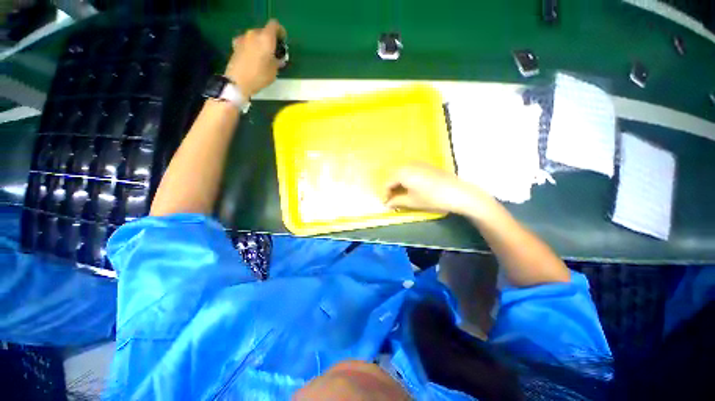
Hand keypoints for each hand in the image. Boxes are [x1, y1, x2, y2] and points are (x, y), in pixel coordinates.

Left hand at [224, 19, 285, 96]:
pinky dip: (251, 47)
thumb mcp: (274, 71)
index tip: (283, 41)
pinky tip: (252, 56)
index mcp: (266, 38)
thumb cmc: (260, 76)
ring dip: (260, 44)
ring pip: (255, 37)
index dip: (280, 31)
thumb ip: (277, 61)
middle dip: (270, 40)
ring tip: (263, 56)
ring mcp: (243, 38)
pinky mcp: (235, 45)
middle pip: (264, 31)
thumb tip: (278, 58)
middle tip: (274, 52)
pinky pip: (247, 42)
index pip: (274, 25)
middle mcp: (254, 34)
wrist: (238, 81)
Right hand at [384, 162, 494, 217]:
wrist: (458, 193)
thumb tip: (387, 204)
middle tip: (393, 200)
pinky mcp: (426, 166)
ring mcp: (418, 164)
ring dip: (399, 184)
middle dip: (391, 188)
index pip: (387, 183)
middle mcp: (408, 164)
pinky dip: (407, 180)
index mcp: (402, 172)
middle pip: (394, 176)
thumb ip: (397, 201)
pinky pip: (411, 171)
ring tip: (402, 195)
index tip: (386, 204)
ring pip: (402, 173)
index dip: (385, 194)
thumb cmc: (431, 198)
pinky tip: (412, 188)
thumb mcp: (412, 201)